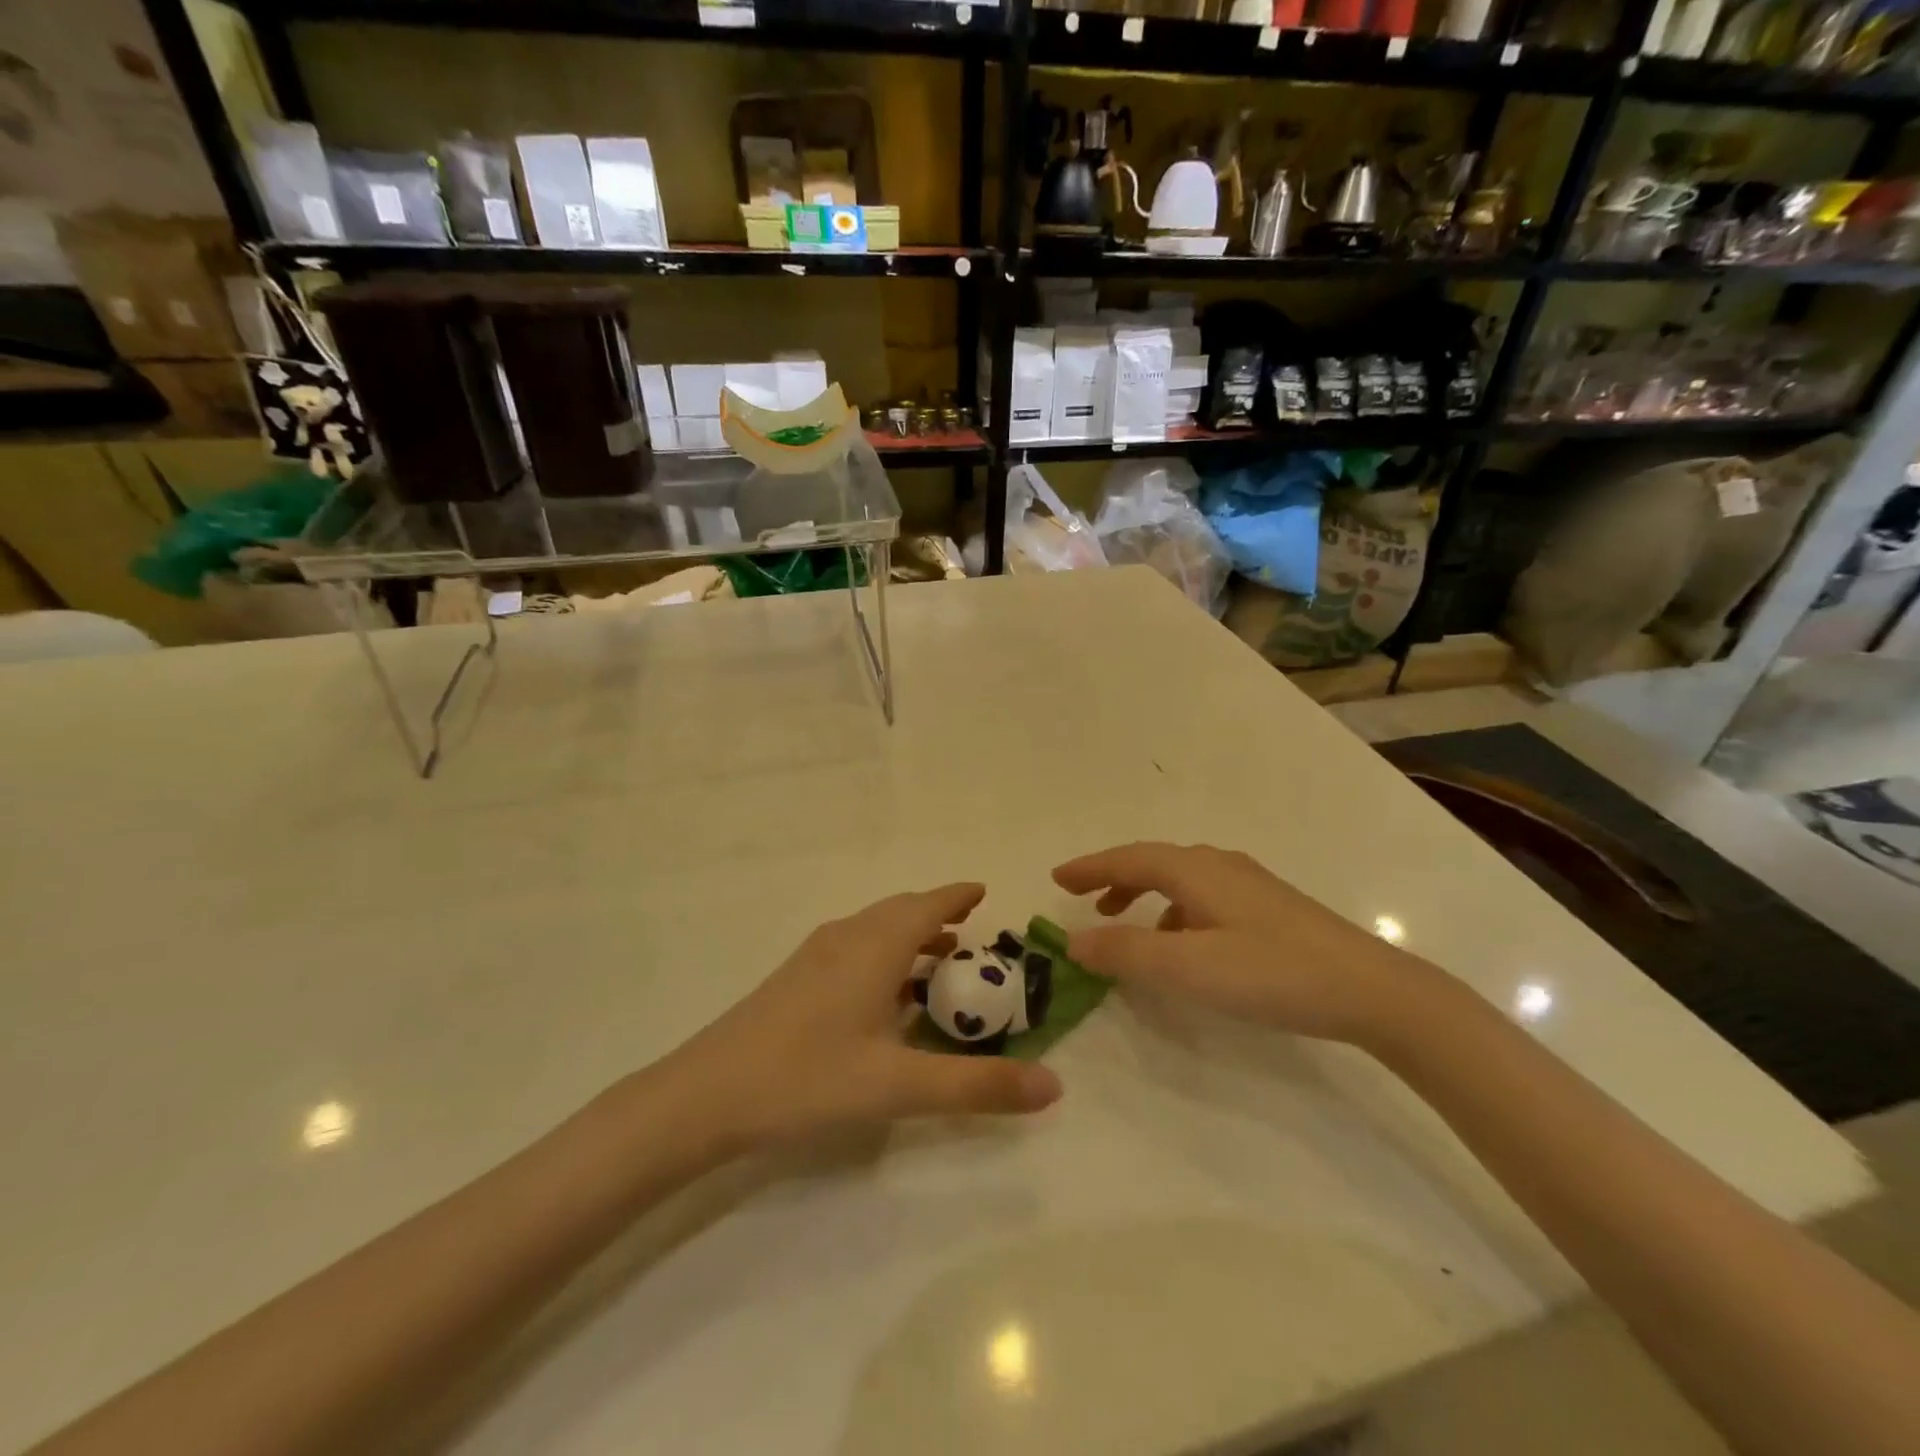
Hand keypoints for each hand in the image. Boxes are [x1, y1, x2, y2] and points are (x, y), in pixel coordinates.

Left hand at [672, 884, 1062, 1149]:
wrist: (706, 1094)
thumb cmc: (808, 1078)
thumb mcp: (899, 1086)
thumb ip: (977, 1086)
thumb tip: (1054, 1087)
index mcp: (875, 945)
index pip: (928, 904)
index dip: (957, 895)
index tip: (984, 892)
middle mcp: (846, 937)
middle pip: (901, 911)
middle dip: (938, 914)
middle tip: (972, 929)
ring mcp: (816, 955)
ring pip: (875, 930)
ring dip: (910, 936)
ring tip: (940, 959)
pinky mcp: (796, 978)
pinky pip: (855, 948)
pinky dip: (884, 955)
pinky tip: (886, 995)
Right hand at [1052, 843, 1428, 1046]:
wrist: (1373, 990)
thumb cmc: (1273, 972)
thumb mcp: (1189, 968)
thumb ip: (1127, 953)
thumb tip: (1072, 941)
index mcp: (1195, 870)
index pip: (1128, 859)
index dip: (1090, 868)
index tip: (1057, 879)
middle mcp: (1219, 866)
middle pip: (1153, 862)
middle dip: (1113, 877)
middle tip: (1083, 899)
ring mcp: (1248, 885)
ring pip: (1180, 879)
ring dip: (1143, 895)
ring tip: (1123, 922)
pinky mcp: (1269, 908)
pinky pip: (1203, 897)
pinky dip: (1175, 912)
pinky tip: (1183, 944)